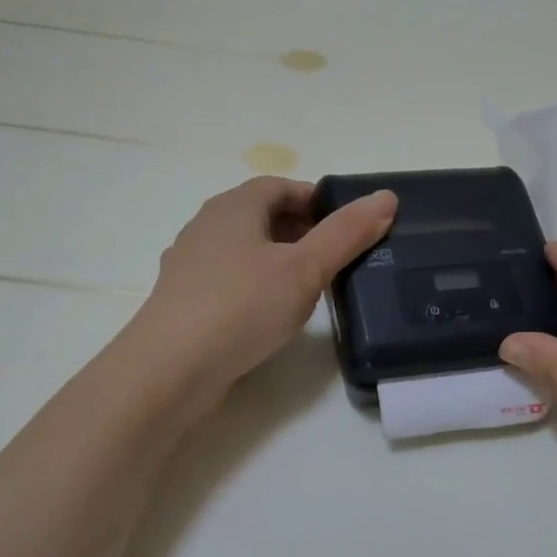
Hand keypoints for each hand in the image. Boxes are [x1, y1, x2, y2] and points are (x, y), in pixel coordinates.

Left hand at [126, 175, 396, 400]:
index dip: (315, 200)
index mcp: (233, 206)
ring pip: (244, 250)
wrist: (170, 370)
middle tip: (336, 257)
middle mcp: (206, 227)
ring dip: (277, 260)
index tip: (346, 226)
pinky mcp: (184, 301)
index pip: (279, 186)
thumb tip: (386, 198)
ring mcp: (190, 265)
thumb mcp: (305, 268)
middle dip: (300, 230)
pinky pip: (229, 280)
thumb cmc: (243, 306)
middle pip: (260, 216)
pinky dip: (255, 286)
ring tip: (310, 287)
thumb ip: (346, 234)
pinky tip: (271, 315)